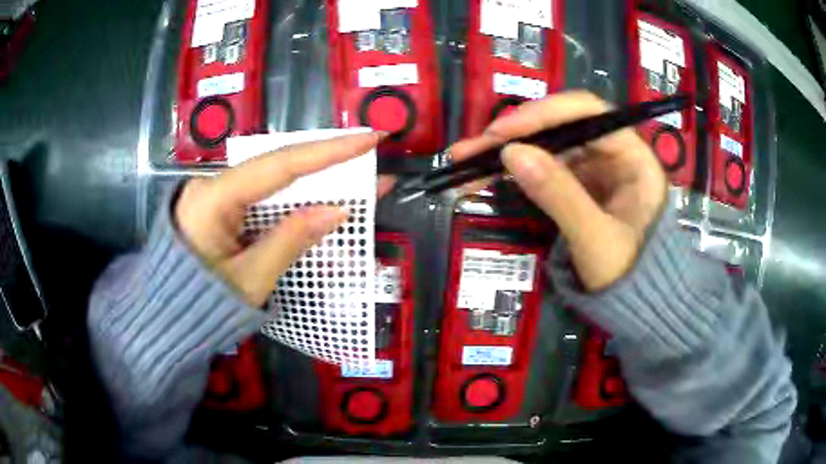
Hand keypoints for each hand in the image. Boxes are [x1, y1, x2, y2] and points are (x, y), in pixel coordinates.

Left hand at [174, 132, 391, 306]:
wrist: (168, 315)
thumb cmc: (203, 305)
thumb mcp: (250, 279)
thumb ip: (290, 240)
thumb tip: (337, 210)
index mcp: (213, 198)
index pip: (278, 165)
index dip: (328, 152)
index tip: (368, 140)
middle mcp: (214, 184)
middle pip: (278, 164)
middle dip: (327, 162)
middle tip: (371, 155)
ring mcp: (217, 193)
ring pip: (274, 179)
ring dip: (316, 181)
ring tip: (358, 179)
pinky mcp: (222, 206)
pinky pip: (264, 196)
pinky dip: (296, 199)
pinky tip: (322, 200)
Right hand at [451, 91, 667, 291]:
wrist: (635, 306)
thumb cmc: (628, 276)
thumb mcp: (595, 241)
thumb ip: (559, 196)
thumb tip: (511, 154)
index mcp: (634, 157)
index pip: (588, 113)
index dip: (543, 115)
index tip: (501, 132)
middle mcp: (615, 154)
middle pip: (561, 127)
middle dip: (515, 135)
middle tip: (470, 149)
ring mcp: (596, 169)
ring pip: (547, 147)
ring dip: (506, 152)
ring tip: (464, 161)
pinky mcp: (579, 186)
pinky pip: (544, 169)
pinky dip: (514, 172)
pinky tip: (484, 175)